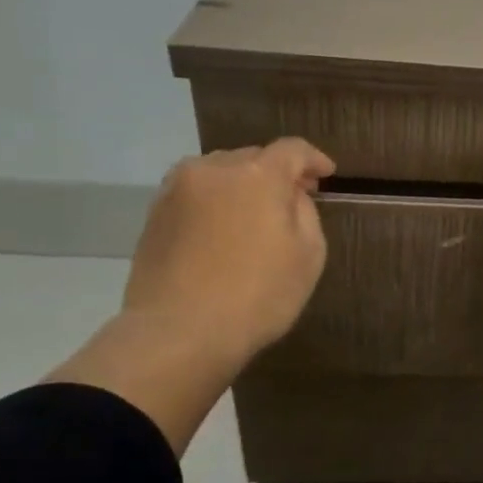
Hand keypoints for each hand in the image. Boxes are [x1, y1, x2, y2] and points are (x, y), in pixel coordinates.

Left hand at [121, 139, 335, 375]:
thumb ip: (305, 212)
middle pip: (253, 156)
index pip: (292, 150)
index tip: (327, 174)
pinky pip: (195, 193)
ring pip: (219, 172)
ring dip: (242, 184)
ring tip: (254, 212)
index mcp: (258, 174)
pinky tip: (223, 228)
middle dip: (276, 172)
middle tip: (294, 197)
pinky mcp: (155, 214)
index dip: (314, 159)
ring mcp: (177, 190)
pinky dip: (215, 201)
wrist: (178, 333)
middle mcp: (214, 170)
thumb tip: (290, 196)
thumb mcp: (308, 255)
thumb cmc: (258, 295)